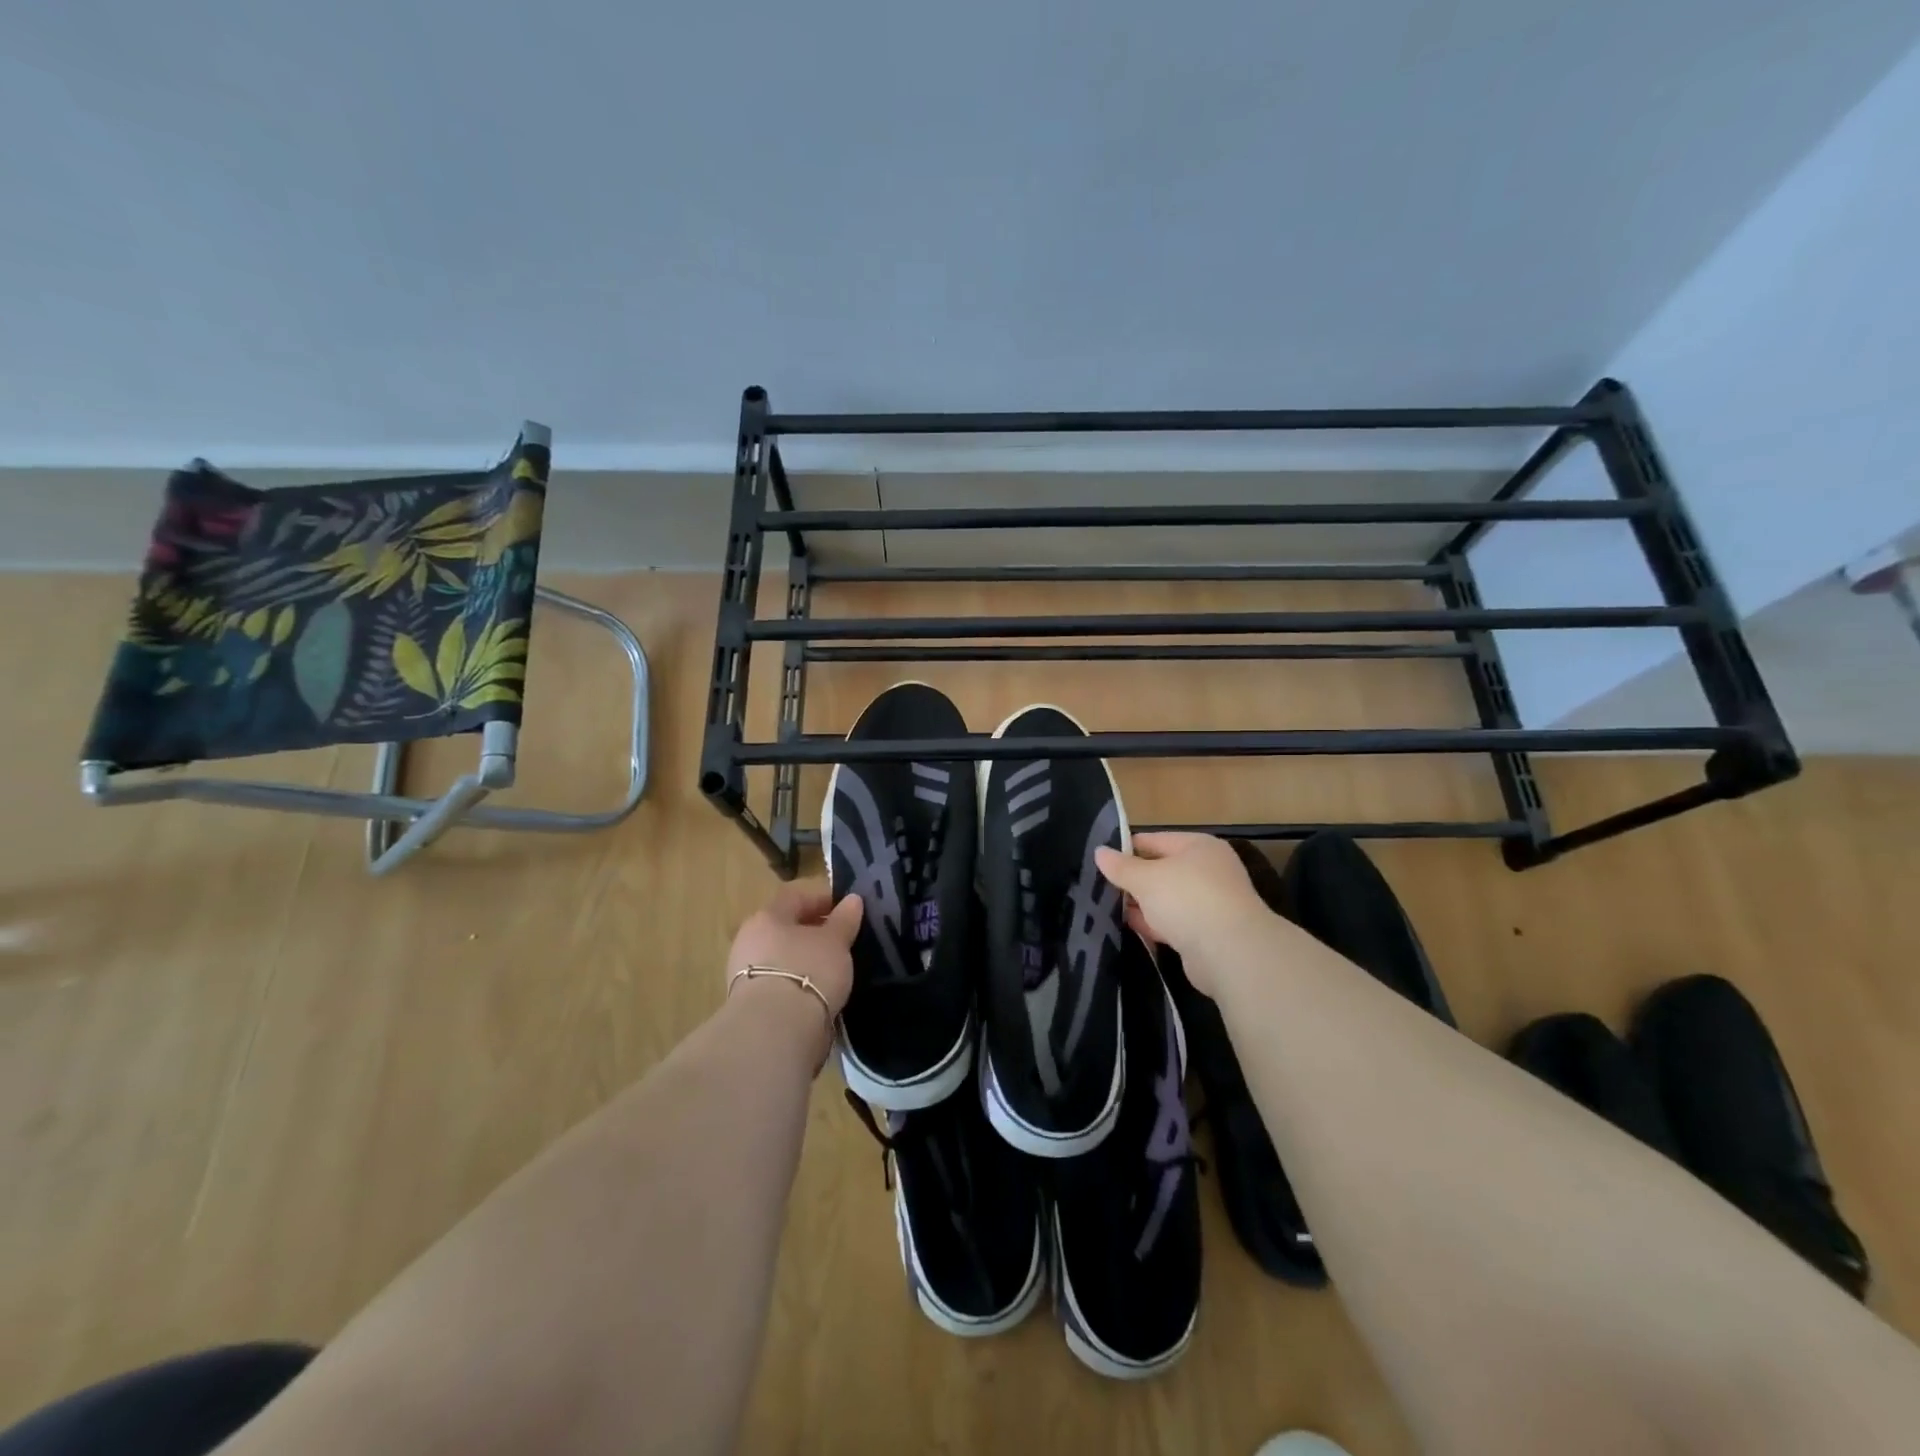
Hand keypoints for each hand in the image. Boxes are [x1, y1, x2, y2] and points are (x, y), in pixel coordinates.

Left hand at [727, 879, 863, 1015]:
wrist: (775, 1030)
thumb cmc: (808, 971)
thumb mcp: (835, 941)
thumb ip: (844, 919)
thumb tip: (853, 899)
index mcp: (767, 917)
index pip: (795, 897)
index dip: (822, 899)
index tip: (845, 910)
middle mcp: (749, 940)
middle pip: (785, 928)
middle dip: (812, 932)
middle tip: (841, 940)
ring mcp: (744, 974)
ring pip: (781, 957)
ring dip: (804, 960)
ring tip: (832, 970)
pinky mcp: (750, 1004)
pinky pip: (779, 983)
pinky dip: (797, 983)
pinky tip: (817, 993)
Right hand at [1095, 832, 1273, 994]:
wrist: (1230, 952)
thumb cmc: (1186, 899)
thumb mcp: (1145, 878)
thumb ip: (1121, 867)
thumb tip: (1099, 852)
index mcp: (1198, 846)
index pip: (1154, 840)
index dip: (1126, 849)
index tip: (1099, 862)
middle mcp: (1208, 870)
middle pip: (1161, 870)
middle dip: (1133, 880)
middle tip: (1099, 887)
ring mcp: (1210, 902)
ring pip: (1167, 899)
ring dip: (1142, 904)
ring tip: (1107, 908)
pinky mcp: (1208, 933)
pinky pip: (1174, 923)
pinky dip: (1154, 924)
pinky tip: (1130, 927)